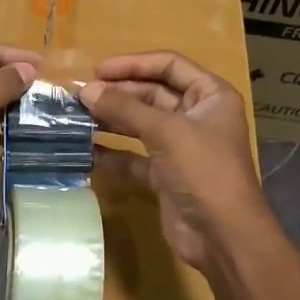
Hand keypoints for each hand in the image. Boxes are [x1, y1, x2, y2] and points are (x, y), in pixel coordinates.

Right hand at [81, 51, 270, 272]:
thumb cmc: (203, 170)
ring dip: (112, 120)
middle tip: (81, 96)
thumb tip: (87, 90)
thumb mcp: (166, 131)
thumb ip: (125, 108)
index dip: (134, 64)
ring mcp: (181, 147)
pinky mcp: (166, 174)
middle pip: (153, 94)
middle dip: (118, 93)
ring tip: (78, 117)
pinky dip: (113, 152)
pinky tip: (86, 150)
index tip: (98, 70)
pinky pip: (134, 156)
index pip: (170, 65)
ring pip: (141, 124)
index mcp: (211, 95)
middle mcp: (197, 116)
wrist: (222, 235)